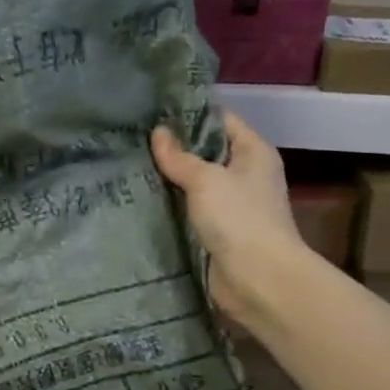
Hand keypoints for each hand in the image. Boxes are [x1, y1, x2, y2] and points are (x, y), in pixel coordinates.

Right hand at [151, 112, 306, 331]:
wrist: (259, 279)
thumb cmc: (239, 218)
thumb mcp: (205, 180)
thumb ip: (179, 157)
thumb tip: (158, 132)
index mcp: (253, 151)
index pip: (220, 119)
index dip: (190, 113)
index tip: (153, 110)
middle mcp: (245, 174)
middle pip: (206, 152)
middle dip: (173, 147)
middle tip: (133, 138)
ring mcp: (232, 205)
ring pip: (195, 183)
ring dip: (169, 179)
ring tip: (130, 164)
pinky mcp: (218, 231)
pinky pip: (190, 210)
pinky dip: (171, 205)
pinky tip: (141, 197)